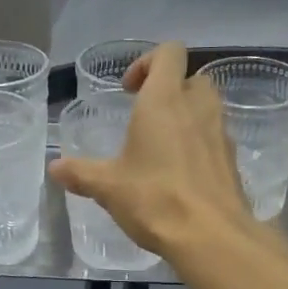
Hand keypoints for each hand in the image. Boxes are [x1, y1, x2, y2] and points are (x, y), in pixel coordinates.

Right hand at [49, 42, 257, 257]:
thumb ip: (81, 173)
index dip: (148, 61)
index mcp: (164, 100)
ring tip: (162, 148)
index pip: (169, 52)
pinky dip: (199, 145)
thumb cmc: (155, 199)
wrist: (211, 236)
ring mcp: (221, 133)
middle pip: (192, 77)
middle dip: (170, 90)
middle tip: (146, 117)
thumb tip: (55, 168)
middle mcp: (198, 107)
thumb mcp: (108, 187)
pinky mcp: (232, 160)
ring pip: (207, 108)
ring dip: (187, 116)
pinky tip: (180, 175)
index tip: (129, 90)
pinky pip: (215, 138)